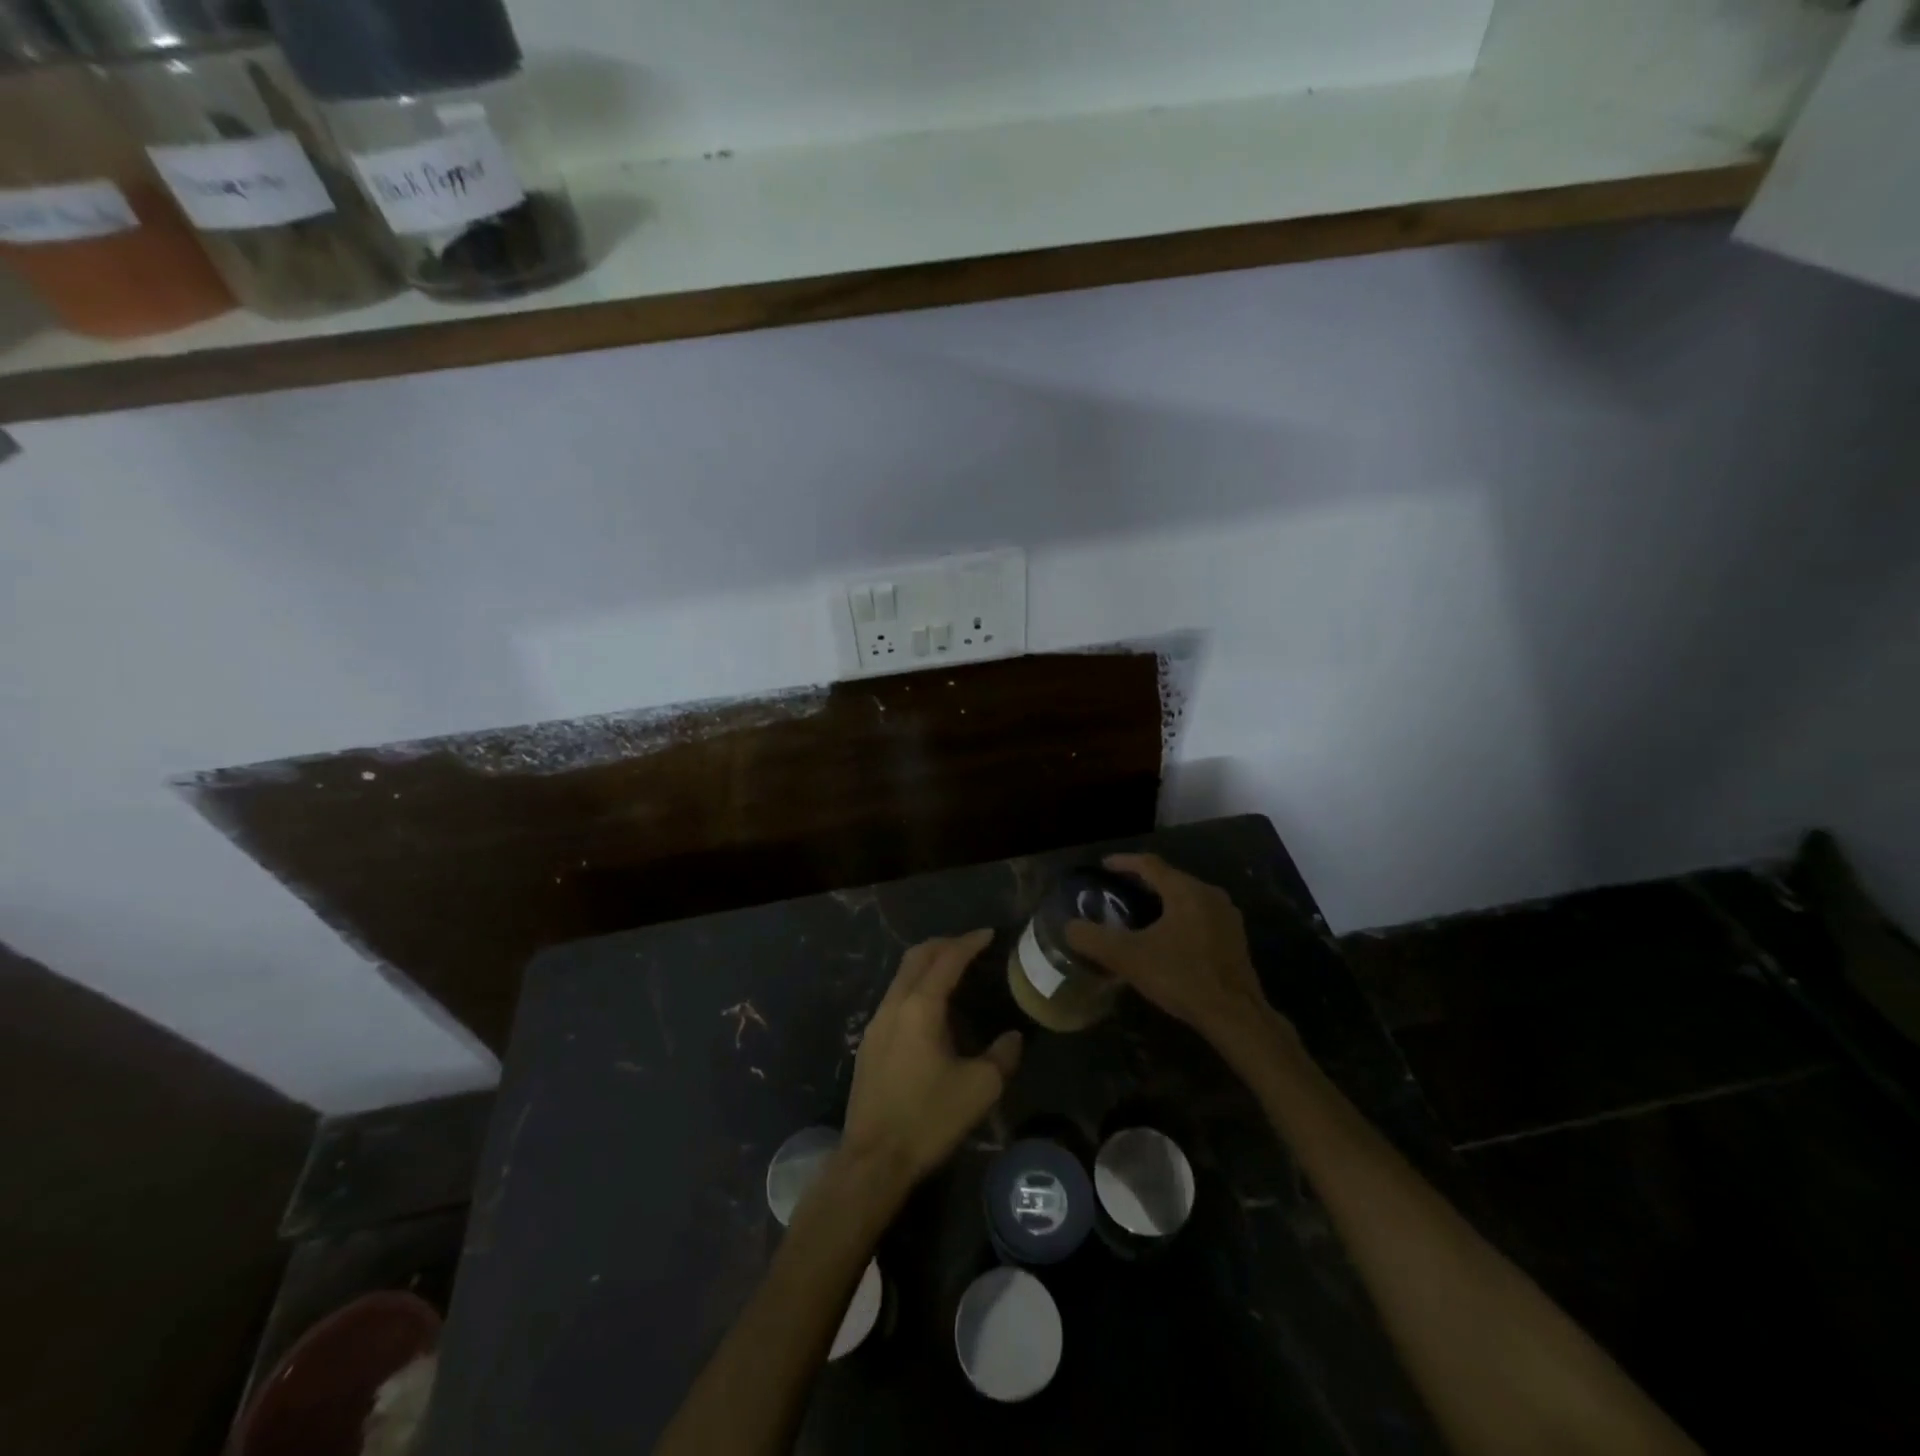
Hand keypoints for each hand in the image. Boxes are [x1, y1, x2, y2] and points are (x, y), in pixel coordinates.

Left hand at [841, 930, 1022, 1194]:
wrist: (873, 1159)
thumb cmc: (928, 1118)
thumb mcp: (979, 1088)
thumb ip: (1002, 1055)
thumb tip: (1012, 1036)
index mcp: (921, 1007)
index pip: (947, 959)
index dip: (969, 942)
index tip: (989, 933)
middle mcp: (894, 1005)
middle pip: (917, 957)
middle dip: (944, 944)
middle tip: (971, 945)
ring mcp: (876, 1023)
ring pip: (902, 976)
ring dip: (927, 965)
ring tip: (954, 971)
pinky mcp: (869, 1043)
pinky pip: (895, 997)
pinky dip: (916, 986)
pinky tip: (931, 1007)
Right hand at [1064, 854, 1277, 1043]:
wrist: (1236, 1016)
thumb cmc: (1182, 977)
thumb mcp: (1129, 958)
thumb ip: (1094, 939)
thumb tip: (1069, 927)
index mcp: (1185, 890)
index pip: (1149, 864)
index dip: (1123, 862)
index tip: (1104, 866)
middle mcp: (1209, 894)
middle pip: (1170, 879)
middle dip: (1142, 883)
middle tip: (1117, 892)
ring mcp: (1227, 916)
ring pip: (1187, 898)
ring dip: (1162, 902)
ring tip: (1139, 915)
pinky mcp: (1235, 939)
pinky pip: (1200, 916)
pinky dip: (1179, 919)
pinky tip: (1167, 940)